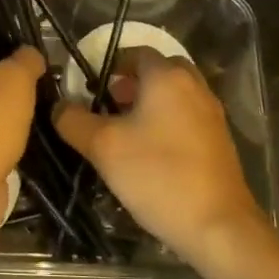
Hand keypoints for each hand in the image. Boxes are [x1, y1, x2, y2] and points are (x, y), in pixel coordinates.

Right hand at [54, 48, 266, 263]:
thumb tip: (59, 106)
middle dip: (132, 83)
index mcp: (167, 78)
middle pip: (159, 70)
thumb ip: (73, 120)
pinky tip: (151, 154)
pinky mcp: (219, 142)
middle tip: (109, 106)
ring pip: (175, 95)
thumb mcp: (102, 146)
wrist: (218, 226)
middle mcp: (194, 87)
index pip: (135, 52)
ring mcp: (211, 115)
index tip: (89, 88)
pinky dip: (168, 123)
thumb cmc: (157, 175)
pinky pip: (187, 117)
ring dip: (150, 104)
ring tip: (125, 132)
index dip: (110, 65)